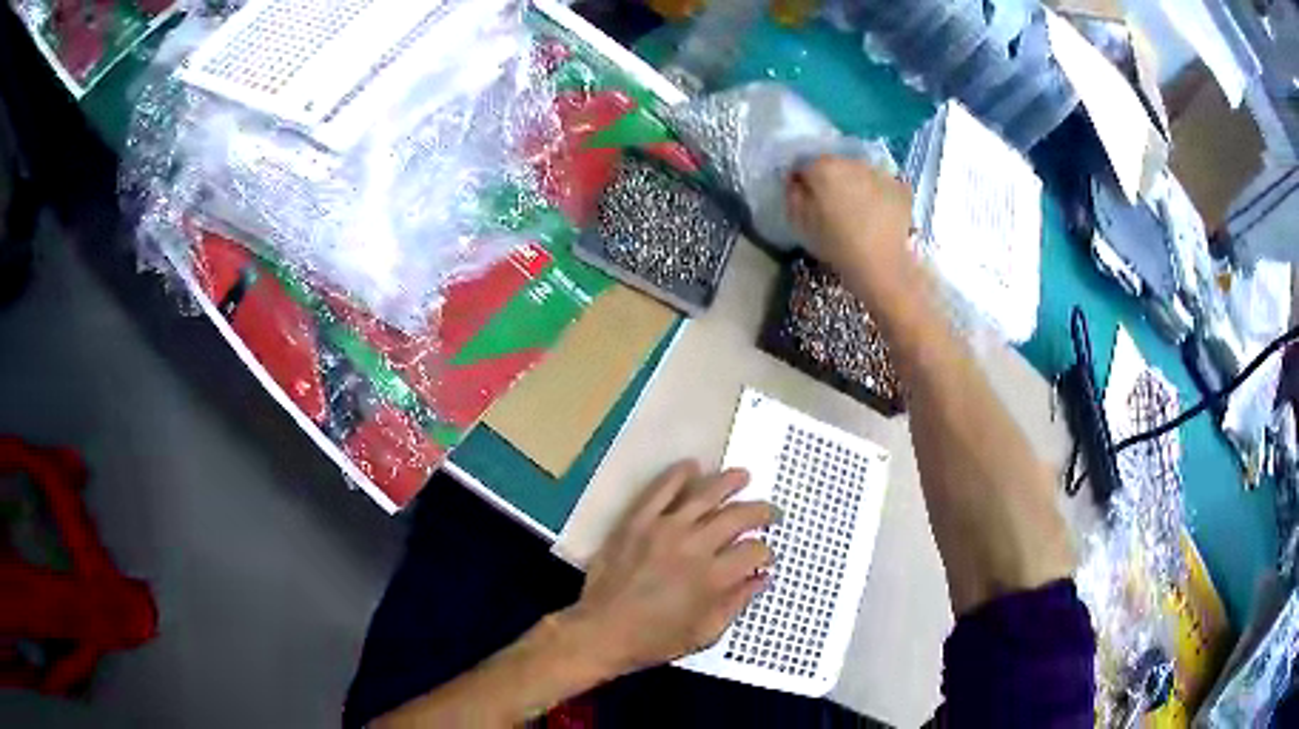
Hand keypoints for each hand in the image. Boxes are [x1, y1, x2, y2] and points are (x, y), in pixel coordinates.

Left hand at [562, 461, 774, 675]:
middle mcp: (695, 546)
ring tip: (743, 476)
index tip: (764, 557)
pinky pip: (661, 488)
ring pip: (705, 494)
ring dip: (729, 482)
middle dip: (761, 511)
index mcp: (714, 577)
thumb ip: (737, 602)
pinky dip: (678, 474)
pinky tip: (692, 466)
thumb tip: (762, 578)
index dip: (766, 552)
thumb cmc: (656, 639)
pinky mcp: (637, 520)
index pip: (754, 551)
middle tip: (769, 512)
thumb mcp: (706, 633)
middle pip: (738, 516)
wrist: (601, 632)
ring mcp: (664, 528)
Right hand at [787, 156, 914, 287]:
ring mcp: (878, 172)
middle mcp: (851, 162)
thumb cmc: (836, 245)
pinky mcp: (899, 187)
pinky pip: (883, 184)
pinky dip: (878, 193)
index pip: (805, 165)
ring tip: (858, 210)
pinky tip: (878, 212)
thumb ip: (793, 196)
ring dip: (856, 185)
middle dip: (831, 180)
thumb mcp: (801, 223)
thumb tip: (796, 182)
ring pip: (860, 172)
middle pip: (835, 165)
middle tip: (832, 206)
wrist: (881, 264)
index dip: (803, 182)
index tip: (805, 198)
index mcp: (823, 168)